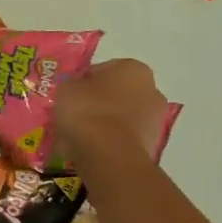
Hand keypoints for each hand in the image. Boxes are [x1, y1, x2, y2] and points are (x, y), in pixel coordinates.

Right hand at [52, 58, 170, 166]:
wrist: (109, 154)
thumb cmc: (87, 110)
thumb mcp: (66, 88)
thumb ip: (73, 86)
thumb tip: (76, 91)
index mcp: (133, 69)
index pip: (102, 70)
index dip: (82, 82)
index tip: (69, 95)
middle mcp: (152, 90)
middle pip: (117, 94)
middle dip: (98, 102)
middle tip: (74, 114)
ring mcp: (155, 120)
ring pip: (122, 117)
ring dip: (105, 123)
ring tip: (79, 135)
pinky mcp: (152, 145)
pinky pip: (124, 138)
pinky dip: (110, 141)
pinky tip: (91, 148)